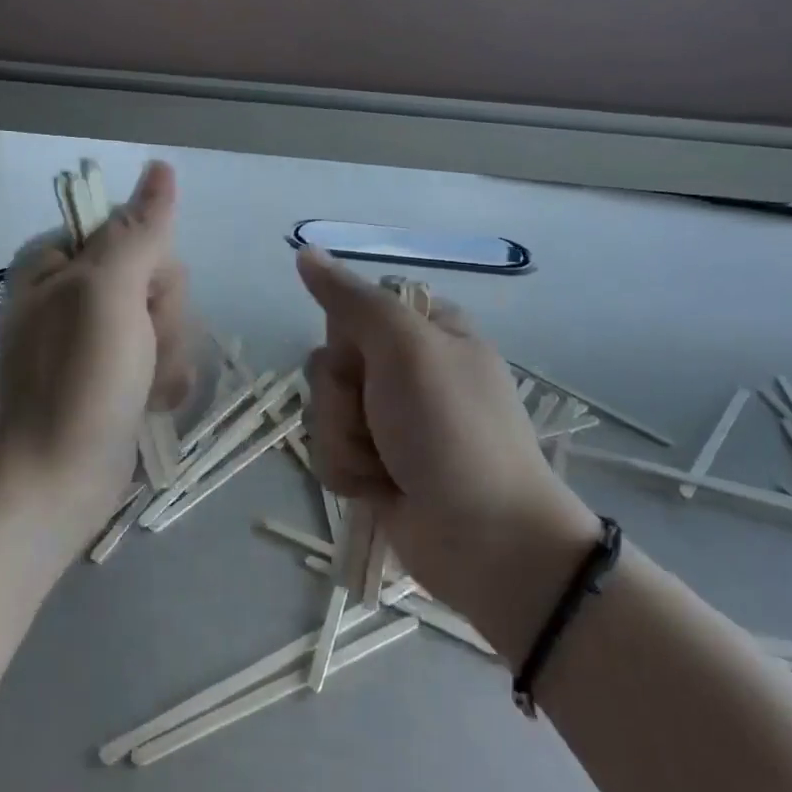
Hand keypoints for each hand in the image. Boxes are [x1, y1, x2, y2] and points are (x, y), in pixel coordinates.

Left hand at [0, 161, 194, 543]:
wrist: (53, 483)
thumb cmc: (76, 381)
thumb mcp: (108, 293)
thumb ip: (139, 229)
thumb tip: (161, 167)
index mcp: (60, 260)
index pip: (138, 232)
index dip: (152, 269)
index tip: (137, 303)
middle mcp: (76, 291)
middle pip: (160, 277)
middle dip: (163, 319)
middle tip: (136, 352)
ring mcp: (97, 335)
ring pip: (169, 319)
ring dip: (167, 355)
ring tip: (140, 387)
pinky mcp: (117, 373)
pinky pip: (166, 356)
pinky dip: (164, 381)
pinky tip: (148, 403)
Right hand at [296, 249, 601, 659]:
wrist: (487, 540)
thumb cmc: (452, 429)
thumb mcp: (406, 347)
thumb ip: (351, 299)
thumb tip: (304, 250)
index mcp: (427, 332)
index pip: (354, 309)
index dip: (349, 335)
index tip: (367, 355)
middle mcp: (407, 372)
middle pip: (330, 362)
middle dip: (342, 397)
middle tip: (380, 417)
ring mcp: (391, 422)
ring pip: (324, 410)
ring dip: (344, 440)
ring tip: (385, 466)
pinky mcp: (376, 466)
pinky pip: (329, 453)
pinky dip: (348, 472)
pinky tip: (379, 490)